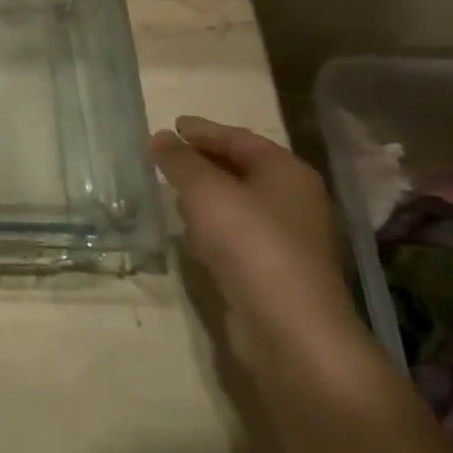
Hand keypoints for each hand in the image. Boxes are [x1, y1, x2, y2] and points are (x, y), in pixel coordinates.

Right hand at [151, 116, 367, 370]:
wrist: (288, 326)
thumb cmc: (250, 243)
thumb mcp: (205, 191)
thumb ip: (179, 161)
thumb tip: (160, 137)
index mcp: (286, 172)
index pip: (239, 139)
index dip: (203, 130)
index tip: (171, 125)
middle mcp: (293, 200)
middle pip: (241, 168)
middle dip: (203, 160)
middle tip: (166, 155)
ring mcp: (286, 237)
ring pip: (238, 202)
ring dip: (206, 194)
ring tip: (171, 189)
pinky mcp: (272, 268)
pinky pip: (236, 233)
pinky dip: (212, 224)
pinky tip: (190, 232)